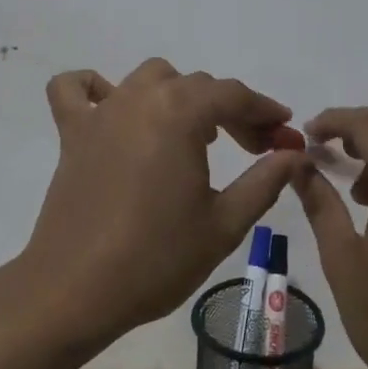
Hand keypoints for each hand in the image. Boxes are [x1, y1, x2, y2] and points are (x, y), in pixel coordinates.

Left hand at [17, 58, 305, 350]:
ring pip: (149, 78)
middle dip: (229, 109)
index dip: (264, 110)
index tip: (283, 132)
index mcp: (180, 112)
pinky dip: (93, 88)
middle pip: (196, 85)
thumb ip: (265, 181)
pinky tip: (113, 110)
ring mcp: (102, 111)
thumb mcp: (224, 224)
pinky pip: (75, 89)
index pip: (232, 95)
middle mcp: (141, 97)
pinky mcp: (72, 131)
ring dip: (177, 94)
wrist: (76, 290)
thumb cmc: (157, 258)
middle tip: (252, 146)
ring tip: (192, 132)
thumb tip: (295, 154)